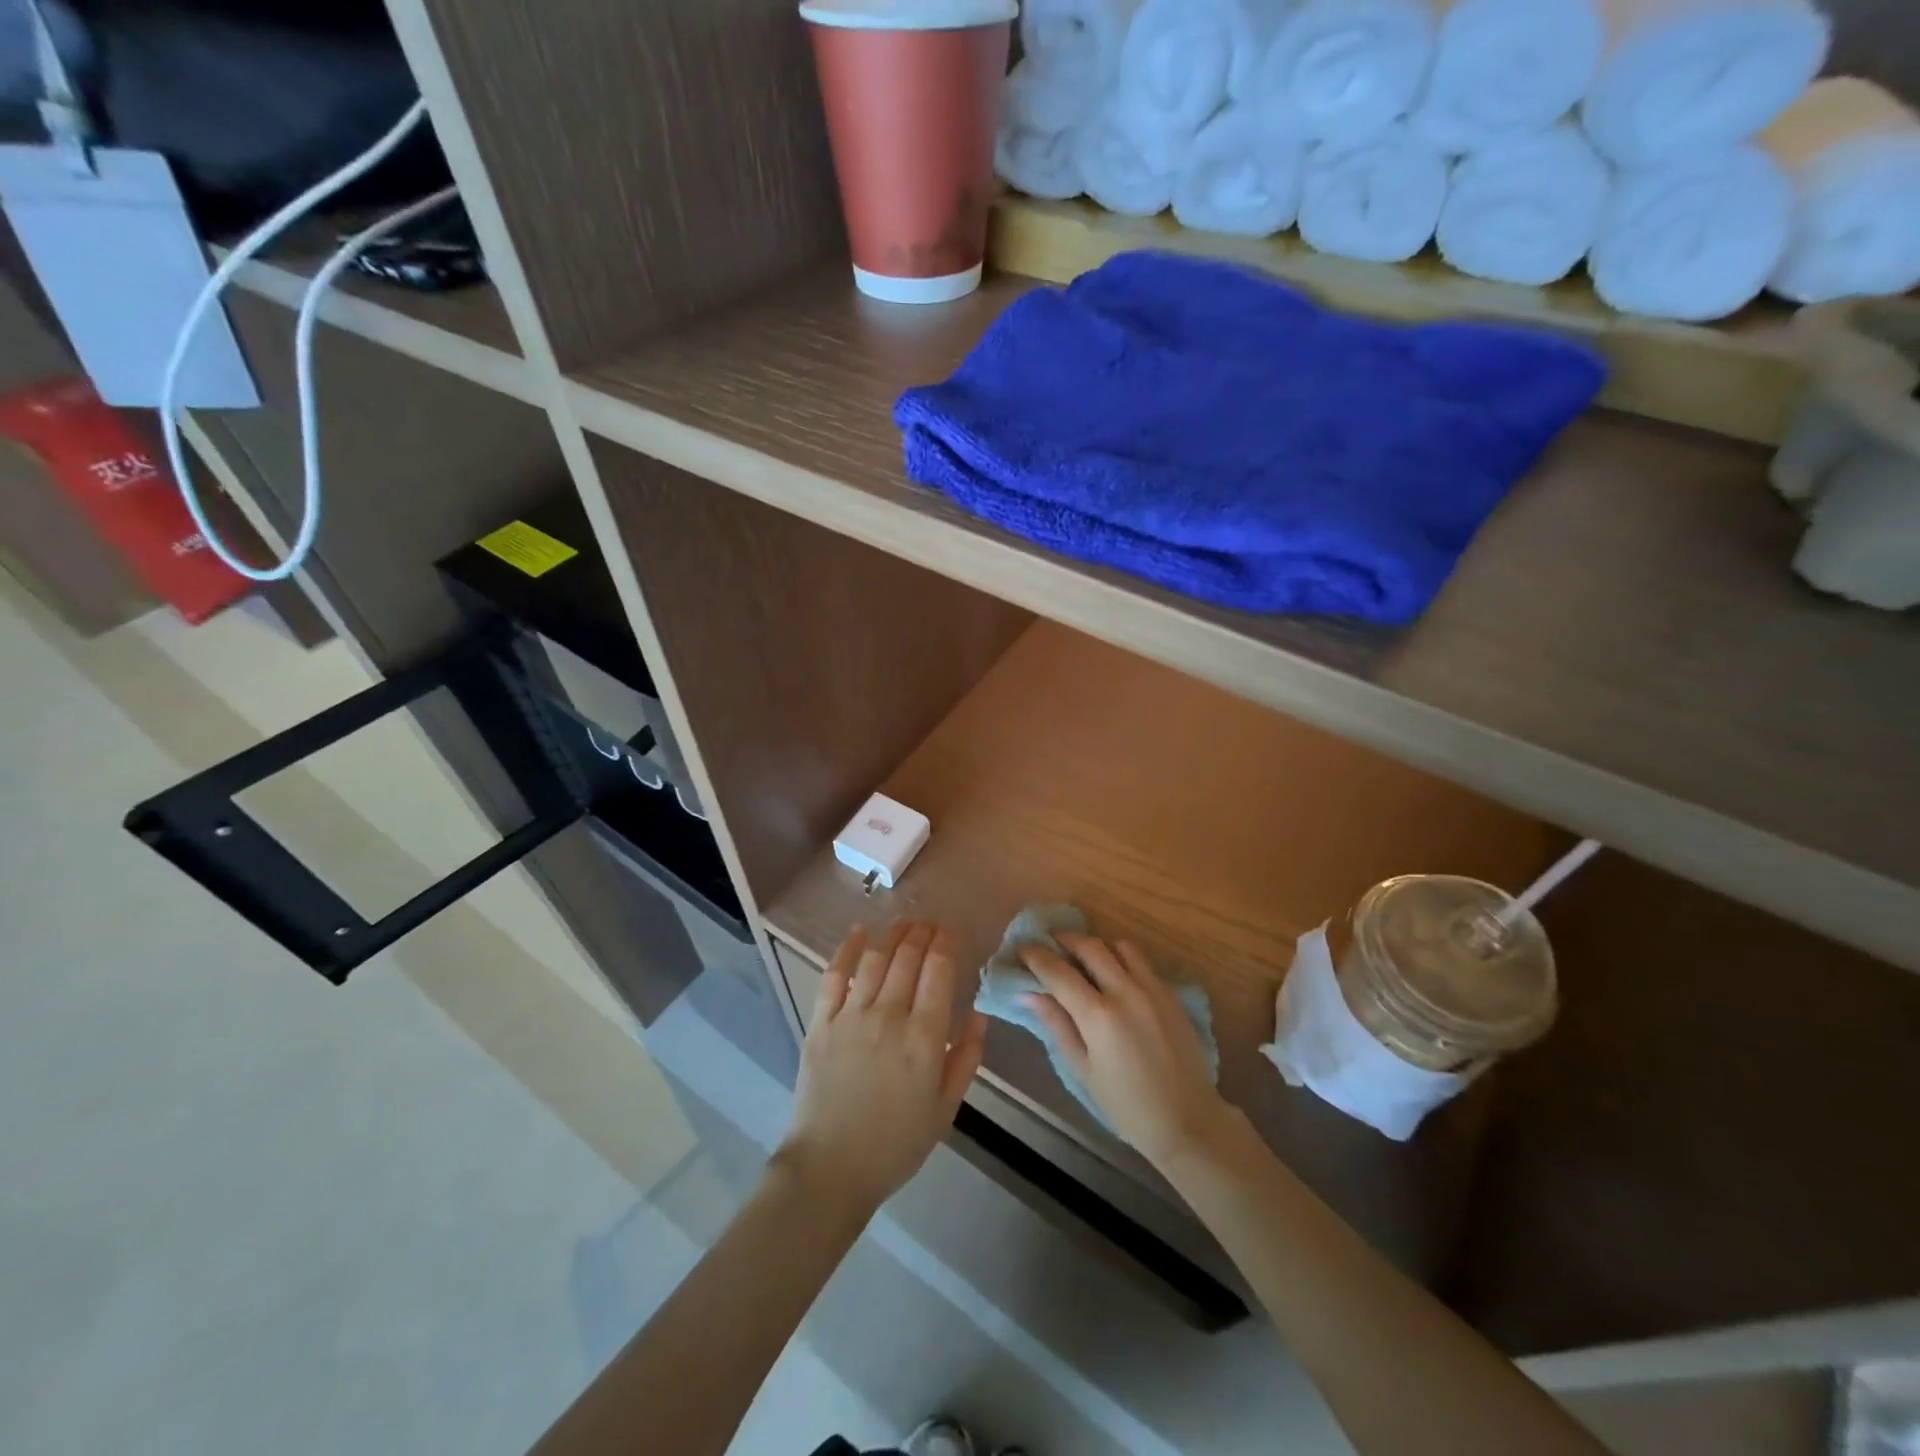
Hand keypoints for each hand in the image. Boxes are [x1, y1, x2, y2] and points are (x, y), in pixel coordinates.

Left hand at [778, 920, 987, 1211]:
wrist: (831, 1168)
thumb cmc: (896, 1144)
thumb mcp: (946, 1109)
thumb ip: (967, 1058)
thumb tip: (978, 1013)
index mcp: (925, 1038)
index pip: (938, 971)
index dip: (946, 944)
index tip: (951, 932)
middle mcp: (889, 1016)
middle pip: (908, 958)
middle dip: (922, 933)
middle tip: (930, 923)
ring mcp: (851, 1016)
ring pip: (875, 958)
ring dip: (892, 934)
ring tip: (904, 922)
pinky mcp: (821, 1022)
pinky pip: (835, 975)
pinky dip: (847, 949)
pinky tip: (858, 932)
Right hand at [1021, 932, 1231, 1169]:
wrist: (1186, 1119)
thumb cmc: (1126, 1104)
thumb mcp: (1082, 1071)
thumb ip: (1057, 1025)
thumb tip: (1028, 994)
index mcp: (1099, 1016)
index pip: (1058, 972)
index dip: (1037, 957)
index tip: (1023, 949)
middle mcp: (1126, 992)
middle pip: (1090, 946)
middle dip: (1065, 939)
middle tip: (1050, 943)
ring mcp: (1152, 989)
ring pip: (1119, 946)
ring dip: (1097, 945)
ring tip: (1084, 956)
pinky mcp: (1170, 993)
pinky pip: (1141, 961)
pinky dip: (1122, 957)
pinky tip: (1115, 974)